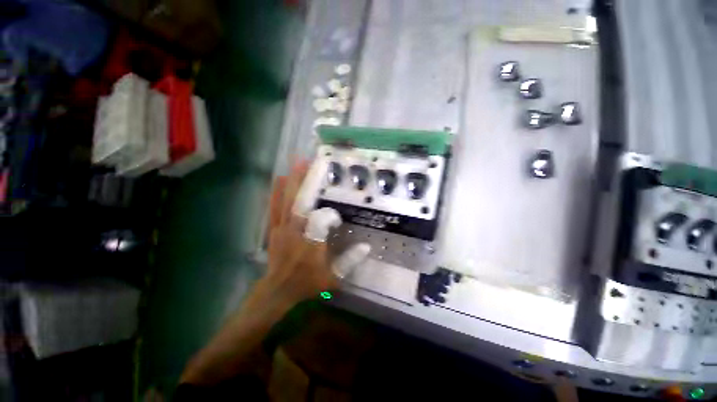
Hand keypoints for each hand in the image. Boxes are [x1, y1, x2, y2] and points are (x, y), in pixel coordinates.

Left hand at [179, 161, 336, 384]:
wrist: (277, 290)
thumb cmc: (307, 283)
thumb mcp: (333, 278)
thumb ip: (350, 262)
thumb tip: (366, 246)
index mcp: (311, 243)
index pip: (322, 220)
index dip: (331, 216)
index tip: (337, 220)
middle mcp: (296, 231)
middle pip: (301, 202)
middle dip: (307, 181)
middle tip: (312, 162)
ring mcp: (282, 227)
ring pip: (287, 200)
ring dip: (293, 181)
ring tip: (297, 162)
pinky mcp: (274, 227)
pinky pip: (274, 206)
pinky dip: (277, 191)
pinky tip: (280, 178)